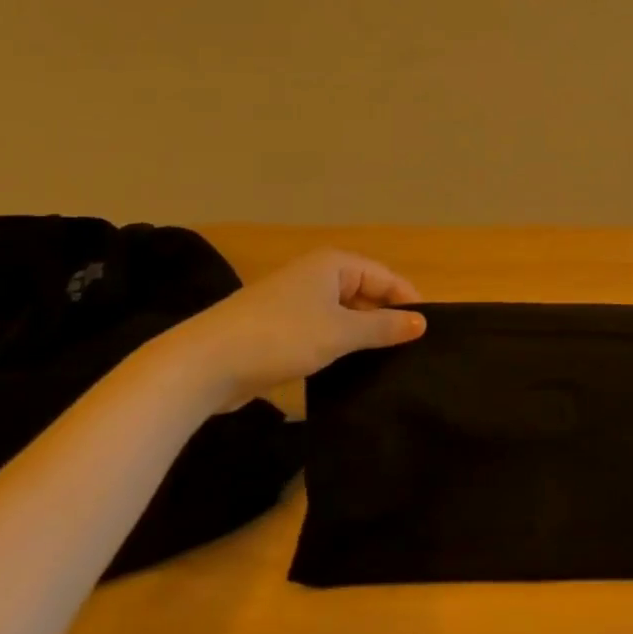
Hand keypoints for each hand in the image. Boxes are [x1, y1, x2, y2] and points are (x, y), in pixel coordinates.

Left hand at [166, 249, 425, 406]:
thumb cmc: (281, 336)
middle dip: (386, 318)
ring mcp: (294, 302)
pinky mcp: (279, 329)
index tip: (428, 330)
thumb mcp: (341, 332)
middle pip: (364, 293)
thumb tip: (422, 323)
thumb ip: (384, 327)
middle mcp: (315, 276)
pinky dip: (338, 345)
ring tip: (388, 362)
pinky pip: (323, 331)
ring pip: (343, 315)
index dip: (407, 300)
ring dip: (362, 335)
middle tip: (411, 350)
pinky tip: (350, 368)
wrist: (204, 364)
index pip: (384, 276)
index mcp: (332, 264)